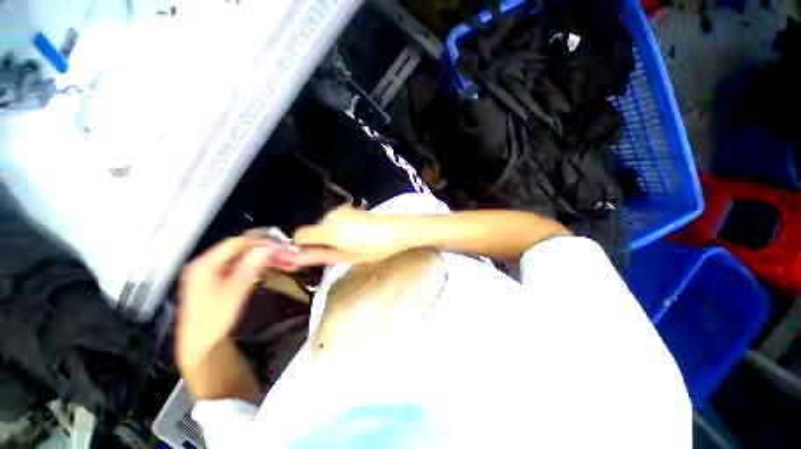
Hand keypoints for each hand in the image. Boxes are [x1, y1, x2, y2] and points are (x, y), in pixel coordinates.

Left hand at [176, 236, 296, 369]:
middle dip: (261, 249)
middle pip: (238, 248)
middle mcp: (205, 263)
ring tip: (278, 260)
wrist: (201, 346)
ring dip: (260, 257)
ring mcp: (210, 272)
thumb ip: (250, 268)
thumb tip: (268, 248)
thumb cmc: (213, 320)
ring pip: (239, 256)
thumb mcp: (234, 292)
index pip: (236, 243)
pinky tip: (264, 268)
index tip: (280, 246)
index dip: (260, 241)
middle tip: (283, 254)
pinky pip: (238, 265)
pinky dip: (253, 265)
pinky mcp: (216, 280)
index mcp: (204, 264)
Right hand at [293, 208, 410, 265]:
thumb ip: (320, 256)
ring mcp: (342, 210)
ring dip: (332, 234)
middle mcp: (331, 216)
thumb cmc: (374, 248)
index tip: (315, 254)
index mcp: (329, 231)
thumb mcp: (348, 257)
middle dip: (321, 241)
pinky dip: (340, 228)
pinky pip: (336, 220)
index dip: (303, 246)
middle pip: (314, 229)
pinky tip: (357, 233)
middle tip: (341, 251)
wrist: (397, 229)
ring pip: (325, 225)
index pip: (300, 235)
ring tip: (352, 242)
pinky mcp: (350, 208)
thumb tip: (297, 259)